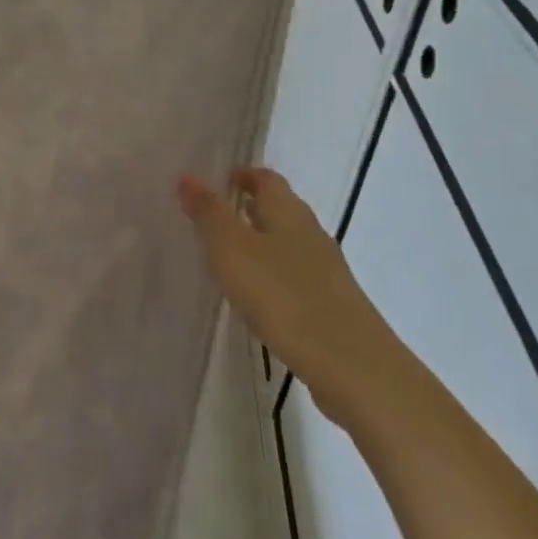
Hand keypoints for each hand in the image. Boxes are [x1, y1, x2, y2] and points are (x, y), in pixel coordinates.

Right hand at [178, 167, 406, 426]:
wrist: (350, 364)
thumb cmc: (283, 295)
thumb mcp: (232, 249)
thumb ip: (209, 212)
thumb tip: (188, 174)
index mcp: (288, 212)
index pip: (266, 178)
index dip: (243, 175)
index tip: (218, 180)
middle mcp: (310, 233)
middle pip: (279, 209)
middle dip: (249, 207)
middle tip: (214, 215)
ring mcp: (325, 270)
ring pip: (287, 243)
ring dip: (260, 242)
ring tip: (228, 256)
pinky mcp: (330, 304)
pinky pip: (294, 276)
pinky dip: (272, 274)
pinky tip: (256, 295)